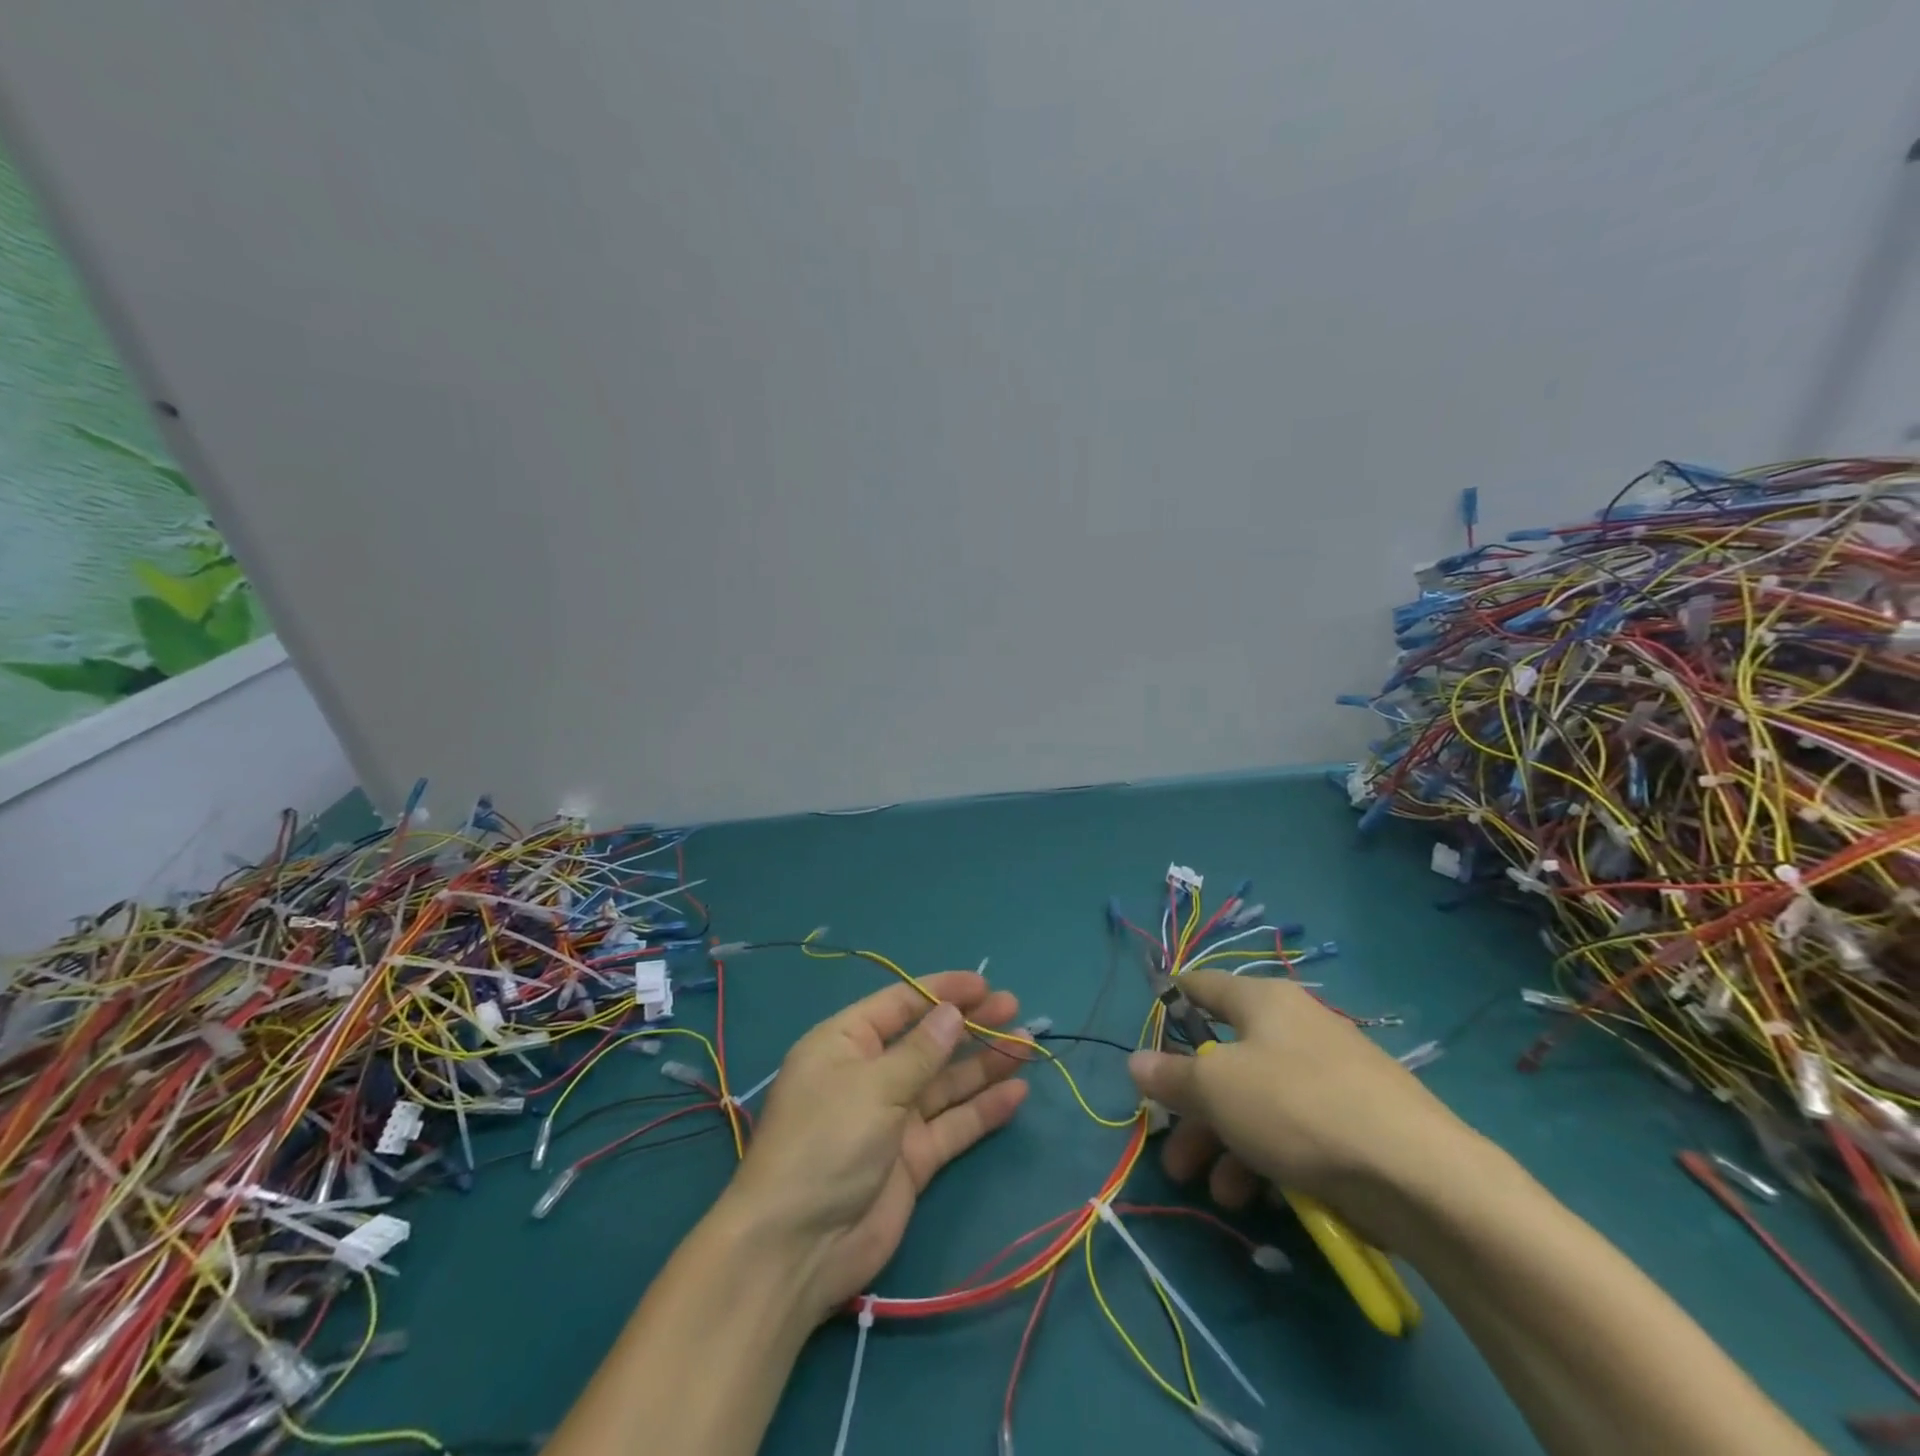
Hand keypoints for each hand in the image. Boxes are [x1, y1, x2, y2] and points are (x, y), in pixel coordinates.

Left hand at [722, 971, 1030, 1321]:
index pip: (900, 1004)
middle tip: (1015, 1010)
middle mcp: (871, 1074)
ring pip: (946, 1081)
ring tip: (1026, 1046)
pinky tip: (1016, 1094)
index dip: (942, 991)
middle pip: (928, 1040)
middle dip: (970, 1025)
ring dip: (984, 1063)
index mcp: (846, 1043)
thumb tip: (953, 1013)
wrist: (798, 1247)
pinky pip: (953, 1124)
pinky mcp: (912, 1158)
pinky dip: (983, 1109)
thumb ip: (920, 1051)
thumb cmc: (826, 1143)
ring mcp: (893, 1117)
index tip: (984, 985)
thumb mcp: (873, 1086)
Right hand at [1126, 972, 1477, 1237]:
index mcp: (1263, 1001)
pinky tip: (1258, 1198)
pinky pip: (1295, 1129)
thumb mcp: (1217, 1090)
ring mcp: (1330, 1075)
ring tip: (1219, 1192)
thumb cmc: (1298, 1108)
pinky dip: (1270, 1157)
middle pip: (1227, 1058)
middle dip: (1195, 1109)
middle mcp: (1296, 1027)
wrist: (1420, 1176)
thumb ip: (1171, 1077)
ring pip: (1259, 1101)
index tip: (1148, 1032)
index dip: (1172, 1003)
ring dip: (1228, 1145)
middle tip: (1175, 1152)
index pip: (1203, 986)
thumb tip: (1134, 1062)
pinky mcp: (1357, 1121)